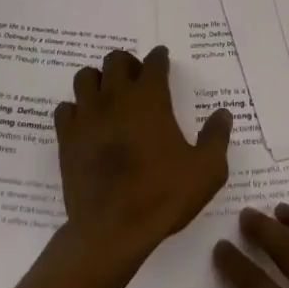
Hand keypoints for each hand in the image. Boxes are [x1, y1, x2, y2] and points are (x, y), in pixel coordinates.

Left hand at [55, 47, 232, 267]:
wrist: (113, 229)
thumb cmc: (163, 195)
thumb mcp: (207, 170)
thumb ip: (216, 138)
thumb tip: (223, 114)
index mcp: (150, 98)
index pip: (154, 62)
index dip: (159, 58)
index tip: (162, 59)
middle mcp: (116, 97)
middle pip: (116, 60)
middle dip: (127, 63)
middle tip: (136, 79)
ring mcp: (87, 115)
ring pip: (85, 77)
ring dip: (98, 81)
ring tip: (108, 96)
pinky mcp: (67, 137)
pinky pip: (65, 109)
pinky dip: (75, 110)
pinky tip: (86, 123)